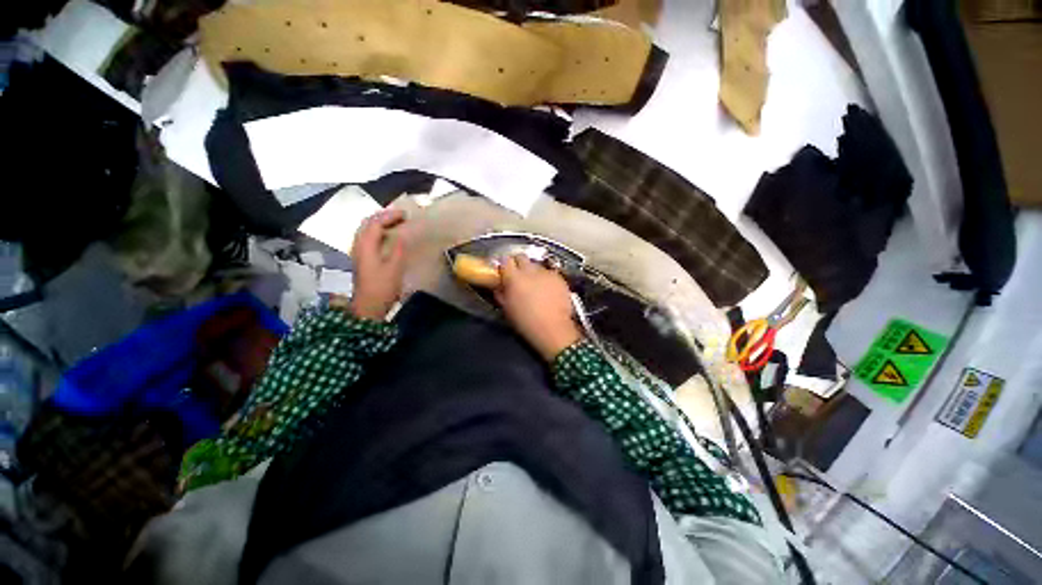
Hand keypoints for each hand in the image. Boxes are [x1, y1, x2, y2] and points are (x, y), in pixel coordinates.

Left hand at [350, 209, 407, 319]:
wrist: (368, 306)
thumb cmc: (382, 287)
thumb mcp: (394, 267)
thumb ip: (398, 248)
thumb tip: (402, 234)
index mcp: (366, 245)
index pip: (375, 223)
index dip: (389, 216)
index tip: (405, 214)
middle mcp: (358, 245)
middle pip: (367, 224)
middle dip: (383, 217)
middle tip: (401, 217)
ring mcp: (358, 252)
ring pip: (366, 231)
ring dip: (380, 224)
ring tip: (396, 224)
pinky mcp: (362, 259)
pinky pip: (368, 238)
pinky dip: (378, 233)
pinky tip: (388, 238)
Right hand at [494, 255, 581, 360]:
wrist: (553, 329)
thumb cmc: (526, 322)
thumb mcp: (507, 309)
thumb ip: (501, 293)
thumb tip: (499, 285)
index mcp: (514, 278)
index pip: (505, 260)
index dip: (504, 265)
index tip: (504, 272)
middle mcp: (530, 271)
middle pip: (521, 257)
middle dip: (518, 264)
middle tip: (518, 276)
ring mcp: (546, 273)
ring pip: (536, 265)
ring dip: (533, 272)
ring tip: (535, 285)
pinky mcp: (559, 277)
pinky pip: (549, 273)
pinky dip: (546, 278)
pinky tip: (548, 290)